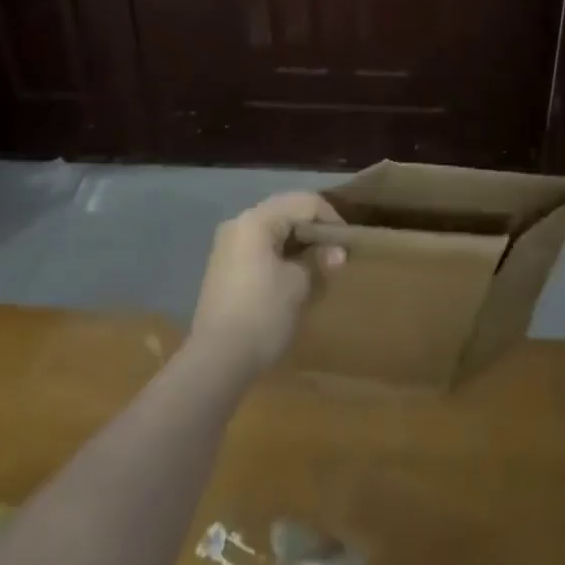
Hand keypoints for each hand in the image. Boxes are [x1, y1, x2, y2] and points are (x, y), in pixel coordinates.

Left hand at [190, 191, 345, 375]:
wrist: (216, 360)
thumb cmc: (263, 314)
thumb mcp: (299, 285)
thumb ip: (319, 260)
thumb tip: (338, 252)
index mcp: (257, 220)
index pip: (304, 203)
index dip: (331, 219)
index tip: (347, 243)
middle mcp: (239, 223)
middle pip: (286, 211)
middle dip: (314, 228)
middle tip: (336, 251)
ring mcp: (228, 245)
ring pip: (273, 229)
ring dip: (298, 241)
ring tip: (320, 263)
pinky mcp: (225, 267)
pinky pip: (260, 247)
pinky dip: (282, 253)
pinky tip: (296, 274)